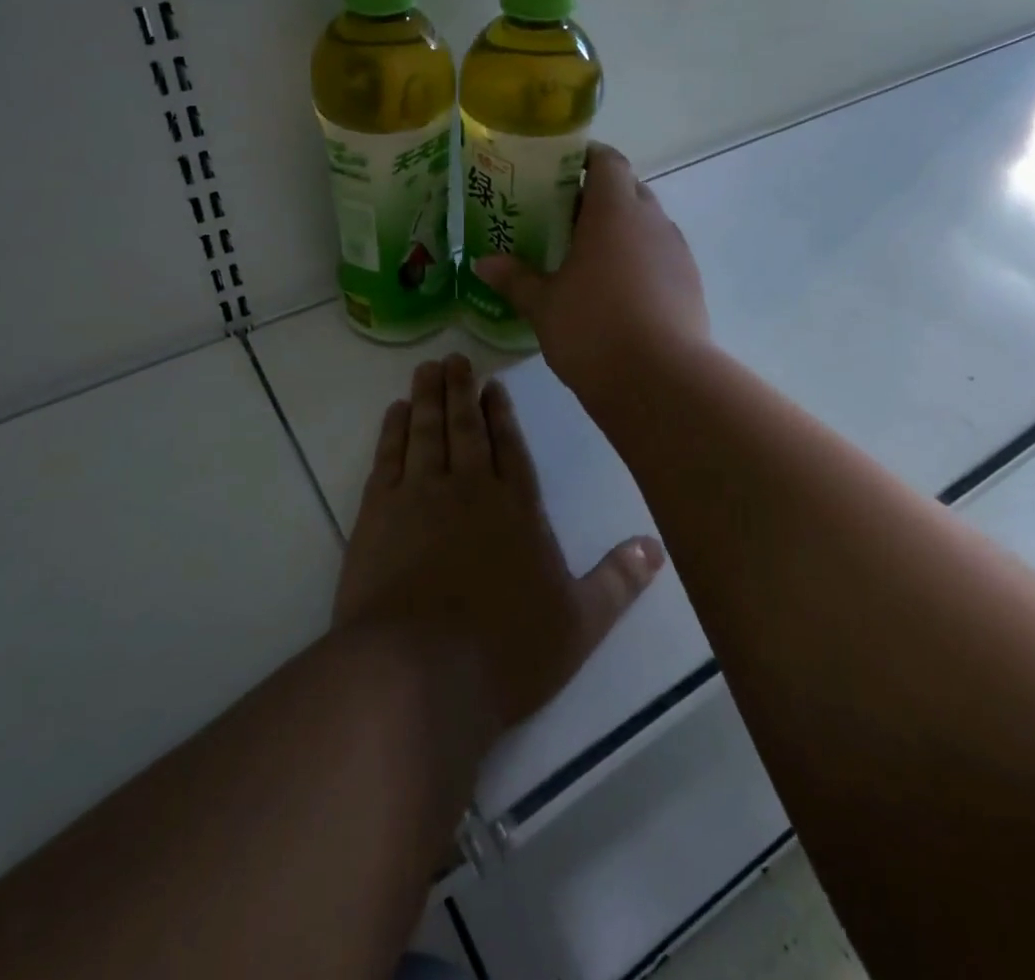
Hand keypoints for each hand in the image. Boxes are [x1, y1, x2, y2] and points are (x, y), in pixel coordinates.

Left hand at [333, 355, 664, 732]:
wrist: (418, 674)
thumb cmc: (505, 650)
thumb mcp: (579, 623)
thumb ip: (618, 580)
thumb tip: (657, 546)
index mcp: (516, 507)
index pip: (510, 446)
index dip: (502, 412)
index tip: (493, 384)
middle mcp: (468, 488)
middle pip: (465, 427)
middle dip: (461, 390)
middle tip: (454, 359)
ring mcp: (418, 496)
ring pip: (426, 431)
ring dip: (426, 397)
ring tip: (427, 368)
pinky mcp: (377, 513)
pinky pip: (387, 457)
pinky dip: (391, 431)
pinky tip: (394, 413)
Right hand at [473, 143, 709, 399]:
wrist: (660, 381)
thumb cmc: (593, 329)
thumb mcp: (543, 305)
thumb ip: (515, 279)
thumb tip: (482, 263)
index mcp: (614, 211)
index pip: (607, 161)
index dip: (585, 158)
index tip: (559, 171)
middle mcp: (651, 221)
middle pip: (628, 190)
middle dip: (598, 197)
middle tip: (563, 219)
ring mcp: (676, 252)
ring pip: (647, 224)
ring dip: (621, 230)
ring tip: (588, 257)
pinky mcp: (691, 284)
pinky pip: (661, 256)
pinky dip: (639, 260)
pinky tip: (617, 291)